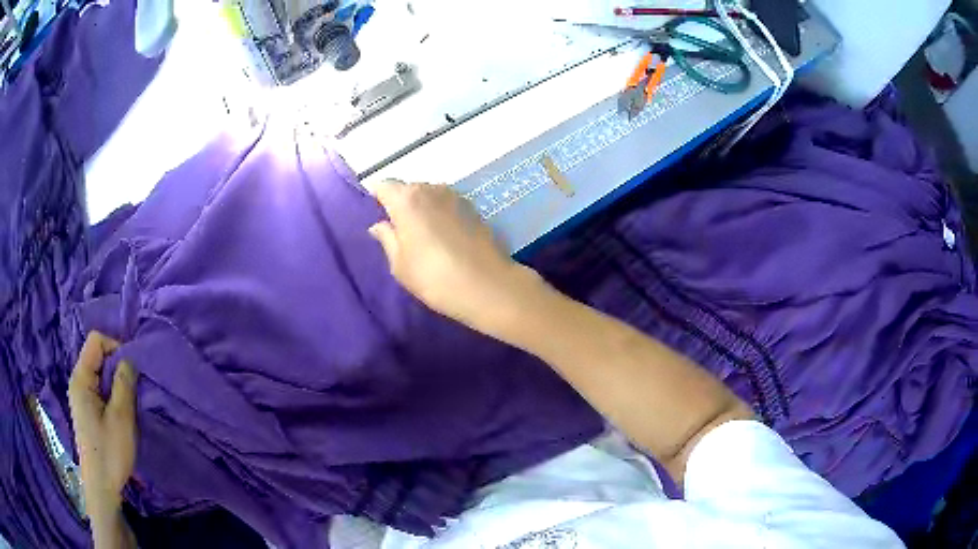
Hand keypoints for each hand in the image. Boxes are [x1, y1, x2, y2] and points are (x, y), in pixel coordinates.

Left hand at [68, 332, 137, 521]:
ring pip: (99, 374)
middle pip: (97, 356)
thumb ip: (124, 383)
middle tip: (134, 388)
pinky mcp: (86, 410)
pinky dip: (111, 393)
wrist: (102, 486)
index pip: (96, 341)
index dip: (115, 347)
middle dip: (117, 366)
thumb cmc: (109, 451)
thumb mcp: (121, 417)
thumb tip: (129, 358)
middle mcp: (77, 381)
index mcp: (81, 378)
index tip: (132, 370)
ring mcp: (80, 396)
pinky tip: (121, 411)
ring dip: (116, 382)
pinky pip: (99, 388)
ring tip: (129, 401)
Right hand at [369, 181, 541, 333]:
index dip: (378, 200)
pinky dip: (441, 214)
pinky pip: (447, 204)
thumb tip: (379, 224)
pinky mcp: (473, 207)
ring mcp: (455, 196)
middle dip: (401, 205)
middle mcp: (431, 188)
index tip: (380, 220)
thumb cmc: (435, 278)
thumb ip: (386, 239)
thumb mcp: (400, 265)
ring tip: (425, 237)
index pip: (383, 186)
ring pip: (429, 195)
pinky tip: (446, 238)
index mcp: (407, 199)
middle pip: (407, 189)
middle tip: (401, 234)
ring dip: (423, 209)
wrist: (488, 286)